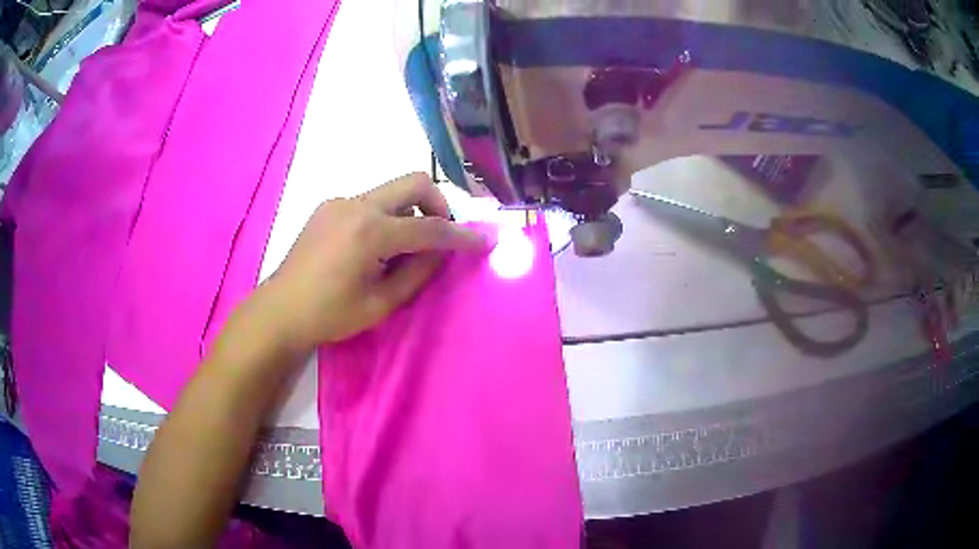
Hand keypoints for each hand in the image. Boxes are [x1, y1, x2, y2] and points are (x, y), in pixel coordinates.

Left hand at [256, 172, 487, 353]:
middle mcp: (357, 205)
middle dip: (438, 204)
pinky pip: (370, 201)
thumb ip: (418, 272)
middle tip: (441, 235)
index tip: (484, 241)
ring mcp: (340, 202)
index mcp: (370, 232)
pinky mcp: (329, 206)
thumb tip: (441, 251)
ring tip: (404, 248)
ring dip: (410, 211)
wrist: (280, 310)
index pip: (430, 228)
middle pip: (414, 182)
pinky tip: (374, 246)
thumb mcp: (381, 303)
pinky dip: (386, 216)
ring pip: (392, 191)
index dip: (461, 237)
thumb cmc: (330, 315)